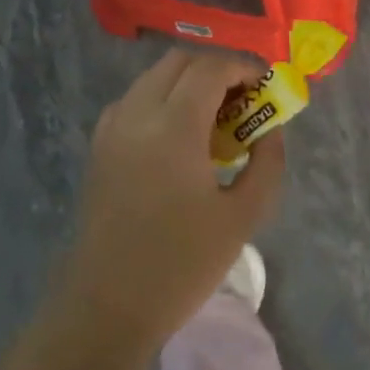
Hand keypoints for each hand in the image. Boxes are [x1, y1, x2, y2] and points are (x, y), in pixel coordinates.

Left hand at [60, 50, 286, 345]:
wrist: (108, 307)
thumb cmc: (181, 265)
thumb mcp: (242, 216)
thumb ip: (266, 163)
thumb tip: (270, 130)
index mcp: (173, 127)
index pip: (210, 68)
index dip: (243, 68)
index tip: (265, 86)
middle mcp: (137, 114)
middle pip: (179, 62)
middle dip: (216, 69)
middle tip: (243, 98)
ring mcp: (112, 128)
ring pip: (154, 77)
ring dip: (188, 81)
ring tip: (214, 116)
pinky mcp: (99, 146)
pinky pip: (134, 100)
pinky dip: (162, 98)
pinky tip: (178, 135)